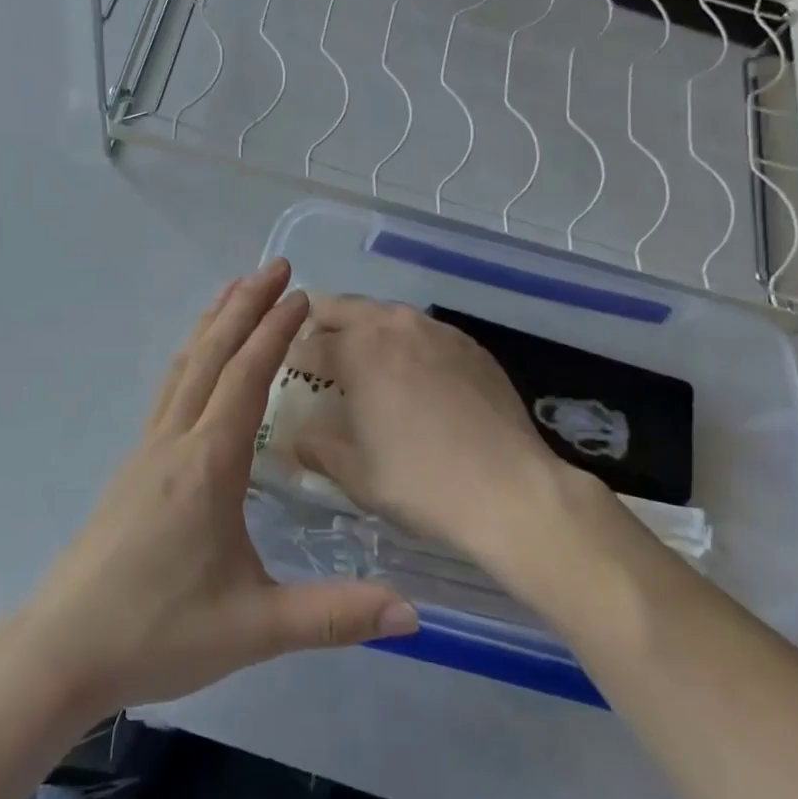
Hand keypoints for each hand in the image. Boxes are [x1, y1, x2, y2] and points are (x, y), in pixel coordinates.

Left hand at [5, 262, 418, 723]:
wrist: (63, 649)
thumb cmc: (158, 632)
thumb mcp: (254, 627)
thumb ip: (334, 615)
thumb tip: (412, 612)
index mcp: (207, 464)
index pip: (246, 378)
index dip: (274, 332)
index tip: (301, 294)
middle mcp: (174, 442)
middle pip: (211, 355)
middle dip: (243, 305)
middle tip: (274, 266)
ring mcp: (146, 452)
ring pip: (183, 368)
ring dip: (211, 324)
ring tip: (234, 290)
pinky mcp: (133, 469)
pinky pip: (168, 392)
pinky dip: (192, 358)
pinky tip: (198, 365)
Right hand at [291, 296, 613, 571]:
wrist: (510, 491)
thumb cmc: (420, 481)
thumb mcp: (353, 473)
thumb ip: (316, 446)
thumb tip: (298, 436)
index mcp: (359, 349)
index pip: (309, 343)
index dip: (291, 358)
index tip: (287, 374)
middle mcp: (395, 326)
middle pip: (344, 308)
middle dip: (321, 325)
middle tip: (315, 353)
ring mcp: (438, 331)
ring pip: (386, 314)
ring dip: (364, 329)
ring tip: (362, 361)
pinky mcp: (470, 345)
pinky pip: (423, 331)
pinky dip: (404, 343)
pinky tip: (412, 375)